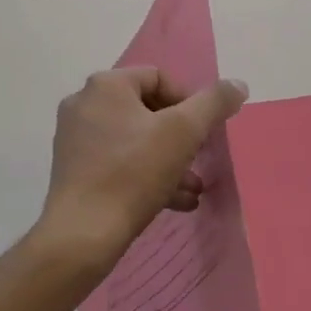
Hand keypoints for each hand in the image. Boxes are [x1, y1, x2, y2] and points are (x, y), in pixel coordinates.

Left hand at [34, 67, 248, 274]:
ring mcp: (75, 137)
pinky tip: (173, 202)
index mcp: (106, 85)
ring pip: (133, 140)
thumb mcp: (184, 133)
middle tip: (199, 159)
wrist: (84, 232)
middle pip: (146, 110)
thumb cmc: (134, 172)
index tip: (204, 132)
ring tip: (193, 188)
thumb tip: (237, 85)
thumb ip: (213, 103)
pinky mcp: (73, 169)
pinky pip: (117, 162)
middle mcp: (84, 103)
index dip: (188, 102)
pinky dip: (145, 175)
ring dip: (167, 160)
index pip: (158, 78)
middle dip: (180, 137)